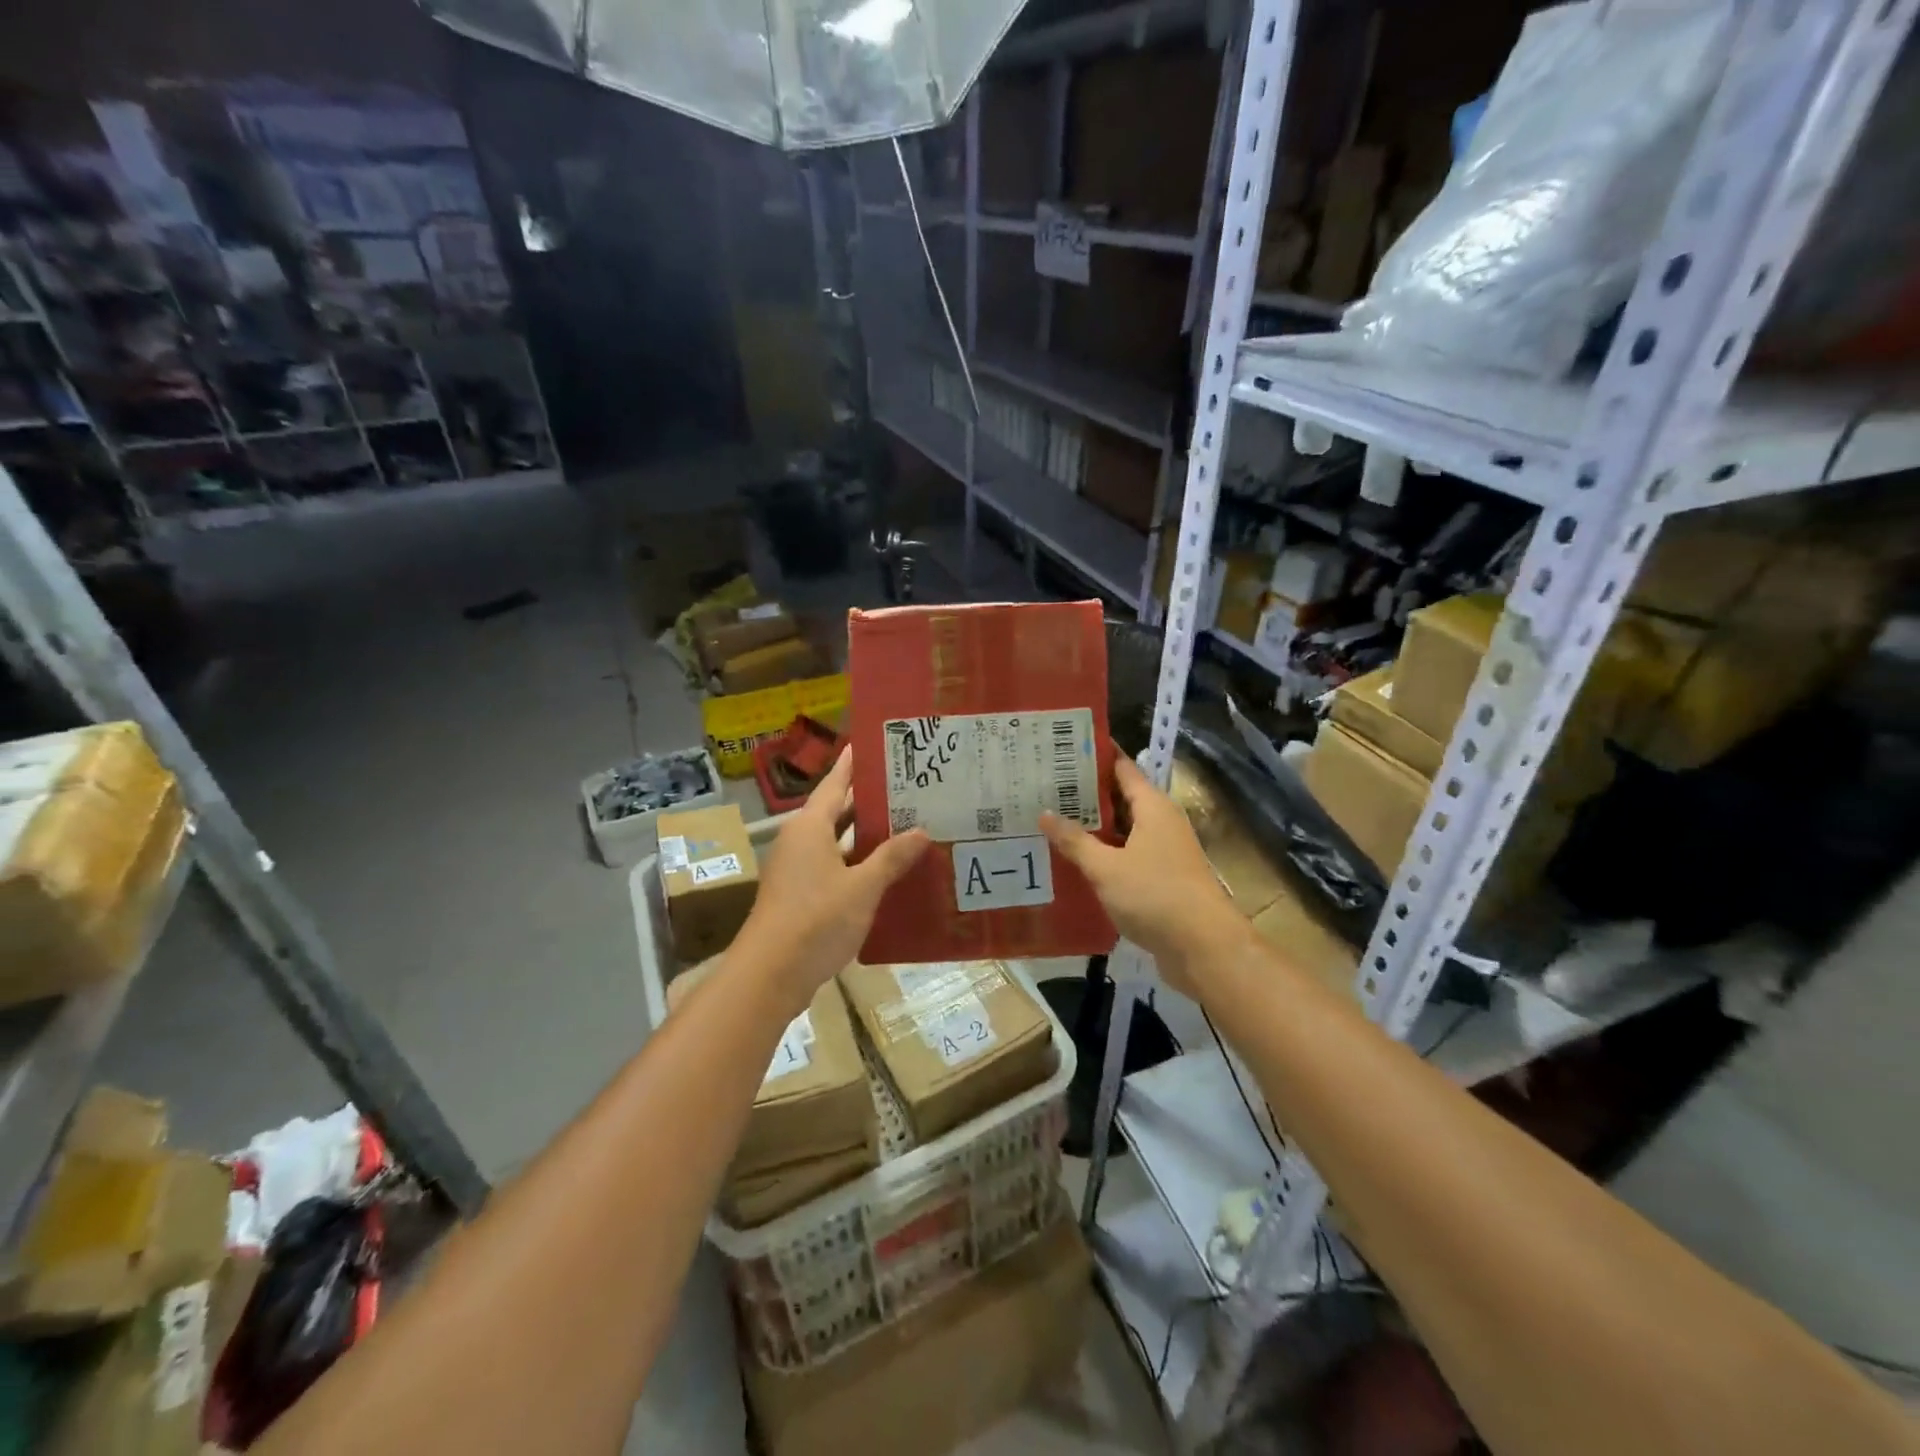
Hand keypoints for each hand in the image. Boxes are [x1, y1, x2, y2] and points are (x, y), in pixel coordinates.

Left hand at [731, 749, 928, 1014]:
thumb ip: (892, 857)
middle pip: (837, 810)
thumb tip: (922, 831)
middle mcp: (800, 840)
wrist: (770, 975)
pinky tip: (887, 871)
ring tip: (907, 824)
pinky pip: (834, 867)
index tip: (872, 743)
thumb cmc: (816, 920)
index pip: (835, 783)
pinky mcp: (800, 896)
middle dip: (870, 800)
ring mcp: (797, 870)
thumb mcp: (862, 887)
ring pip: (837, 842)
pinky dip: (858, 864)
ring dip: (866, 836)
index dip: (853, 763)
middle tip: (908, 787)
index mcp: (810, 826)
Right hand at [1042, 756, 1241, 993]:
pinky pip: (1127, 859)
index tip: (1062, 750)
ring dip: (1093, 830)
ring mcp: (1164, 853)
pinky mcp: (1162, 880)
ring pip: (1123, 832)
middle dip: (1086, 795)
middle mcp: (1161, 823)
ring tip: (1052, 823)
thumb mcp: (1106, 867)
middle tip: (1044, 789)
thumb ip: (1075, 841)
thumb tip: (1044, 813)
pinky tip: (1075, 865)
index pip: (1122, 768)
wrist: (1203, 948)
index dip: (1094, 757)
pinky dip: (1104, 857)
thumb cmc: (1155, 895)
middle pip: (1121, 799)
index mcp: (1153, 807)